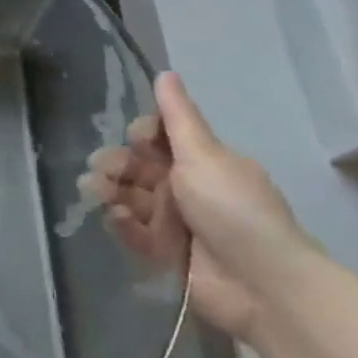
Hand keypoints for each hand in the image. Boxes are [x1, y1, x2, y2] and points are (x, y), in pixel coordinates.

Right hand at [78, 71, 311, 343]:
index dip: (142, 135)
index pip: (159, 138)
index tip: (136, 138)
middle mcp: (188, 188)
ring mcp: (176, 223)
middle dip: (117, 164)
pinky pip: (135, 232)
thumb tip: (166, 72)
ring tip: (96, 191)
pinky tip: (116, 218)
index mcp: (202, 161)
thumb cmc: (233, 209)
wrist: (262, 284)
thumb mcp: (204, 155)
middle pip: (139, 167)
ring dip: (111, 190)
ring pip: (131, 197)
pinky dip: (123, 224)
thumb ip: (178, 116)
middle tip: (103, 169)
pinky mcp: (166, 255)